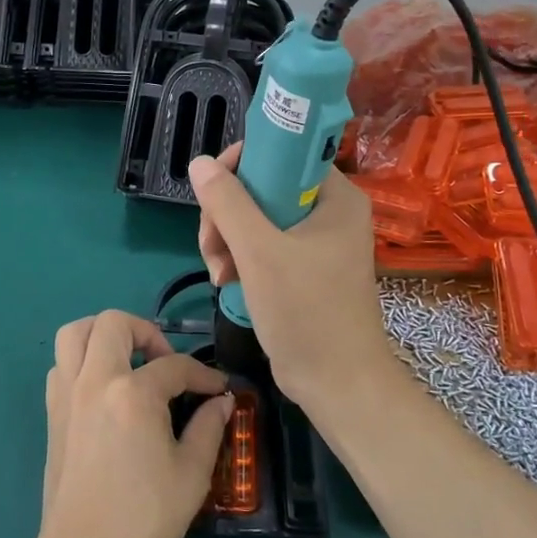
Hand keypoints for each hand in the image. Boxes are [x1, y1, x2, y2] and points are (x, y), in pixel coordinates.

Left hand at [37, 310, 231, 537]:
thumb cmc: (144, 518)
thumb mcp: (191, 474)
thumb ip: (209, 428)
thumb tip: (221, 402)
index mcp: (133, 394)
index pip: (174, 366)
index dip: (203, 375)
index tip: (219, 390)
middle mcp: (95, 381)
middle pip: (114, 323)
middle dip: (146, 332)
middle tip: (164, 361)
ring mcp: (67, 394)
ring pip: (75, 333)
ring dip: (103, 335)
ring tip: (128, 360)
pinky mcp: (52, 413)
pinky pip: (61, 364)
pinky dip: (82, 361)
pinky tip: (104, 389)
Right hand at [188, 145, 393, 413]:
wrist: (338, 384)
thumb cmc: (306, 312)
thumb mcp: (259, 252)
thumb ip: (227, 203)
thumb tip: (199, 162)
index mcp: (335, 196)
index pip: (283, 153)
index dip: (242, 164)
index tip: (214, 192)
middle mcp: (328, 211)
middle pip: (262, 186)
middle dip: (227, 214)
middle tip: (212, 246)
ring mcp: (316, 241)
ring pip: (255, 217)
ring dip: (227, 240)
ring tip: (218, 273)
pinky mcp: (303, 267)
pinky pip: (262, 244)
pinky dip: (240, 258)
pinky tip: (228, 282)